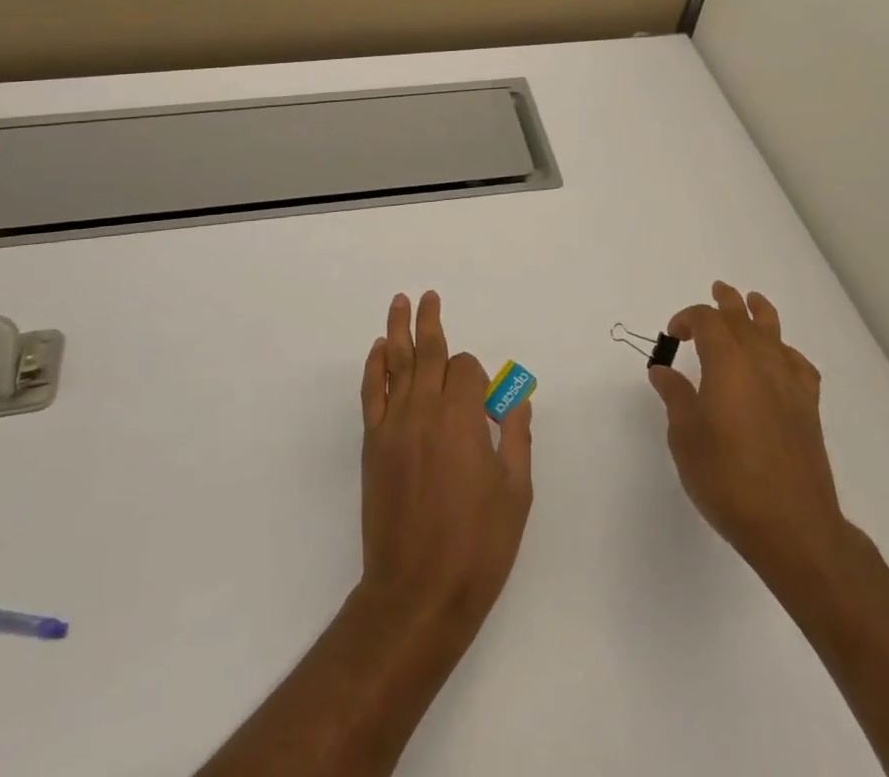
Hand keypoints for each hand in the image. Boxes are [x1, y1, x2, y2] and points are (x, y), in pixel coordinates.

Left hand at [358, 291, 533, 639]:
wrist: (417, 593)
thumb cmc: (477, 545)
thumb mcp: (515, 492)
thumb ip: (515, 436)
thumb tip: (516, 398)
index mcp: (461, 419)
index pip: (466, 370)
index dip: (479, 377)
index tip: (486, 405)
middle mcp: (424, 411)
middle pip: (428, 353)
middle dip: (431, 322)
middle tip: (428, 295)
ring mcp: (393, 426)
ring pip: (397, 365)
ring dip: (399, 330)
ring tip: (399, 302)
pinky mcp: (373, 445)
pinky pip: (372, 393)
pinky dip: (375, 367)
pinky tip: (379, 350)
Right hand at [650, 280, 854, 603]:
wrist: (792, 526)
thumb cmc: (727, 479)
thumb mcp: (686, 438)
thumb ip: (676, 397)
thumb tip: (663, 371)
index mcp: (727, 363)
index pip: (706, 321)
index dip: (687, 318)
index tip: (673, 335)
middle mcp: (760, 363)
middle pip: (742, 318)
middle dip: (726, 303)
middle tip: (717, 291)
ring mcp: (789, 383)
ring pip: (774, 333)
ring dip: (759, 313)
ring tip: (753, 301)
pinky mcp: (808, 407)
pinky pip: (797, 363)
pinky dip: (785, 351)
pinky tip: (780, 359)